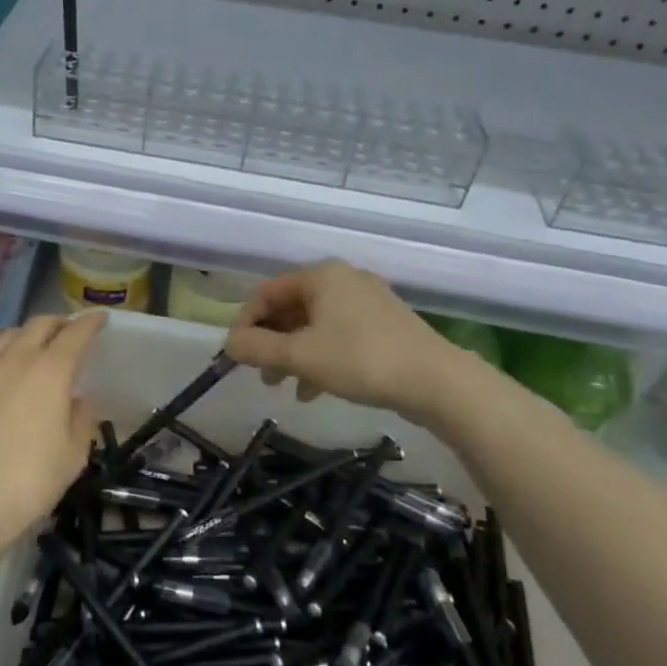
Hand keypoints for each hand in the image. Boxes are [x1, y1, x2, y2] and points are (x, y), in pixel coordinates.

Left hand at [0, 312, 107, 556]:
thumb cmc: (31, 480)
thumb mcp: (73, 454)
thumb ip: (81, 419)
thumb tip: (78, 400)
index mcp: (51, 371)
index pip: (75, 333)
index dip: (90, 322)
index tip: (101, 319)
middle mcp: (19, 359)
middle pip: (40, 324)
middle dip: (60, 322)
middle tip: (73, 331)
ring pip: (13, 334)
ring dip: (32, 333)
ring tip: (42, 346)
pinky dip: (11, 351)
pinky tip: (15, 372)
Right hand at [225, 260, 438, 410]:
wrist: (437, 382)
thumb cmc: (361, 359)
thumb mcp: (301, 356)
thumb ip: (258, 348)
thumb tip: (229, 344)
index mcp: (321, 275)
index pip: (267, 292)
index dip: (245, 322)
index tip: (236, 354)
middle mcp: (343, 279)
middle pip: (291, 307)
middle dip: (270, 341)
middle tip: (259, 373)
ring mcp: (367, 301)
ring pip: (314, 324)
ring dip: (293, 353)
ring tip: (282, 386)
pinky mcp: (384, 325)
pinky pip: (338, 335)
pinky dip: (320, 357)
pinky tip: (312, 390)